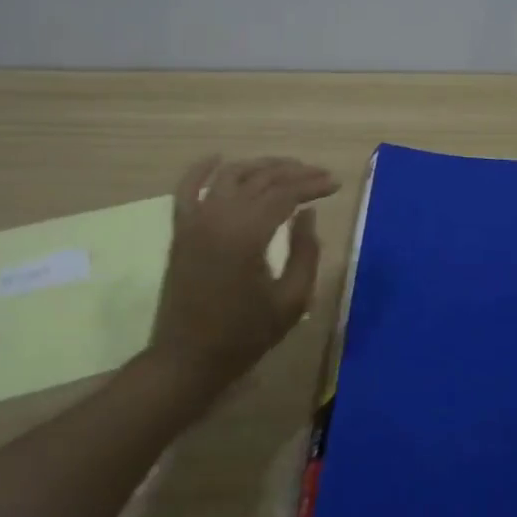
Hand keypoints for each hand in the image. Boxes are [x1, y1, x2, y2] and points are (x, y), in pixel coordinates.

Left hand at [149, 154, 339, 393]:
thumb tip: (307, 213)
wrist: (187, 359)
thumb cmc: (245, 335)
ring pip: (230, 176)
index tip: (335, 184)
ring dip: (260, 166)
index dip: (313, 185)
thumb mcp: (292, 300)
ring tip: (287, 167)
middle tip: (320, 175)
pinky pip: (187, 188)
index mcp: (247, 235)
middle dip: (294, 172)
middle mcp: (219, 217)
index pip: (286, 194)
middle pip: (261, 179)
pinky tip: (219, 157)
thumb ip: (305, 252)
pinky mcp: (180, 230)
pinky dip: (202, 169)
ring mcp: (195, 221)